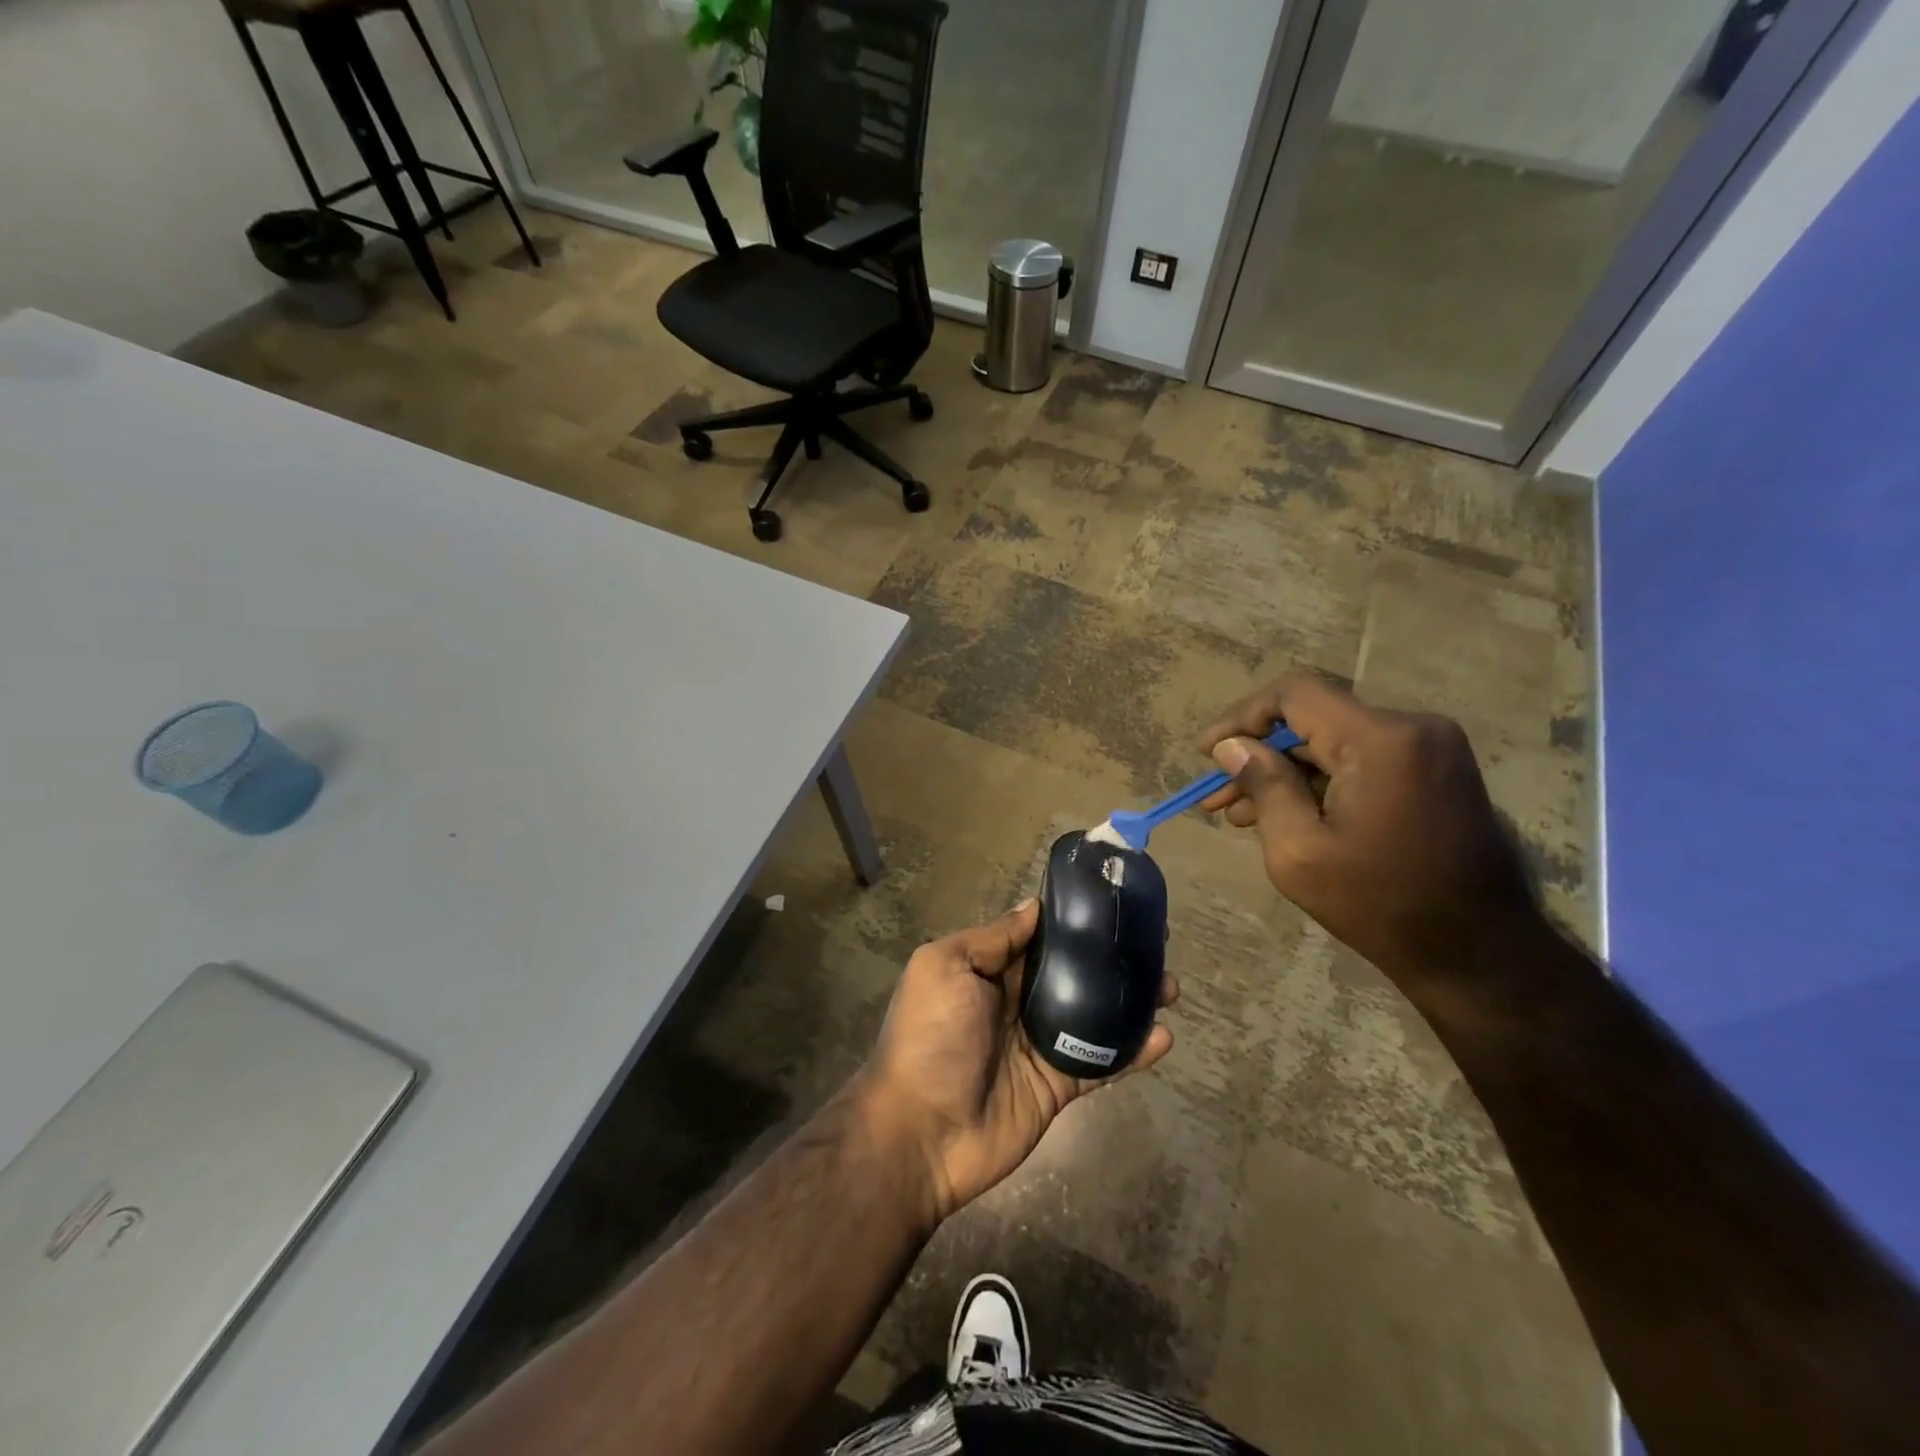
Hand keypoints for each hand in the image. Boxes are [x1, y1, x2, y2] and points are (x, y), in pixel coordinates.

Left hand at [858, 900, 1176, 1223]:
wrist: (921, 1133)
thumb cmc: (930, 1037)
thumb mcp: (946, 968)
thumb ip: (992, 939)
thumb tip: (1033, 908)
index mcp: (989, 971)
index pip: (1039, 938)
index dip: (1073, 922)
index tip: (1112, 903)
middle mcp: (1017, 1002)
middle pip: (1074, 973)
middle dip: (1111, 958)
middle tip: (1155, 944)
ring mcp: (1040, 1045)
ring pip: (1095, 1014)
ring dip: (1131, 1000)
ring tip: (1170, 986)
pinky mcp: (1058, 1085)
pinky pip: (1101, 1063)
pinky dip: (1132, 1052)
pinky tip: (1163, 1037)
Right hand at [1197, 674, 1540, 1007]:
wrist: (1479, 953)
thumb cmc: (1380, 905)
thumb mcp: (1299, 851)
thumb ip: (1263, 786)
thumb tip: (1231, 746)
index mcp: (1381, 741)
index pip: (1295, 694)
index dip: (1241, 717)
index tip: (1206, 753)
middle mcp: (1413, 729)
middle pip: (1313, 720)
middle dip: (1258, 755)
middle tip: (1216, 797)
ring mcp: (1430, 749)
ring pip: (1334, 743)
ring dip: (1286, 773)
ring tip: (1242, 816)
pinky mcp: (1435, 772)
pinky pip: (1361, 761)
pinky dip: (1320, 782)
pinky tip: (1287, 816)